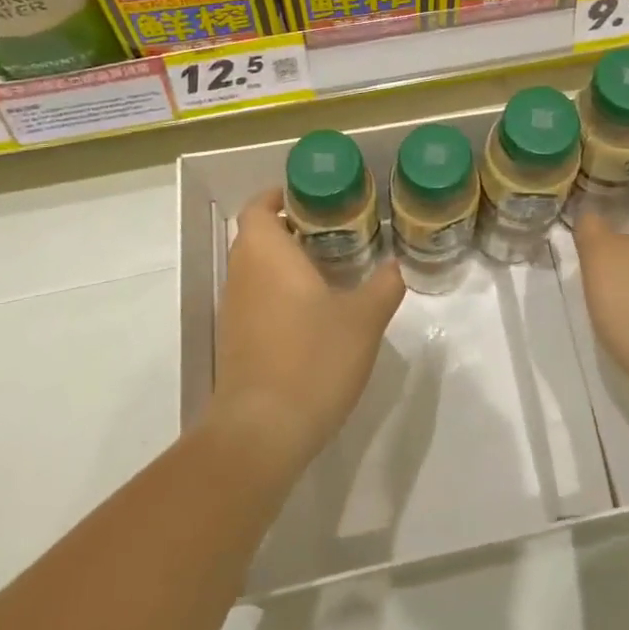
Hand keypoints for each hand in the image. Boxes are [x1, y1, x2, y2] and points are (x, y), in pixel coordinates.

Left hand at [208, 188, 405, 482]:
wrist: (262, 433)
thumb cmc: (313, 358)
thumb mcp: (364, 319)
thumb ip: (383, 286)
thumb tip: (394, 266)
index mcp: (266, 254)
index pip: (258, 207)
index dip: (280, 196)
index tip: (314, 198)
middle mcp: (242, 274)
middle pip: (258, 236)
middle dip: (292, 228)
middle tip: (336, 231)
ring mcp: (234, 311)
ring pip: (256, 269)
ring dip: (286, 262)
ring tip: (332, 268)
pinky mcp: (236, 342)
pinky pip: (257, 299)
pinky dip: (280, 293)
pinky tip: (316, 313)